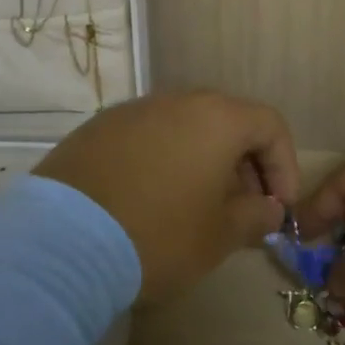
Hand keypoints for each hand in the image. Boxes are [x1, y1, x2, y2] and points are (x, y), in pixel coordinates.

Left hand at [35, 91, 299, 301]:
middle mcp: (176, 101)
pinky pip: (146, 138)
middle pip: (226, 122)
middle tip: (241, 209)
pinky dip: (162, 162)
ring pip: (184, 128)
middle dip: (244, 165)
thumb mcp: (219, 236)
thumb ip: (254, 216)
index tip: (277, 207)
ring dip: (202, 162)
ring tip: (195, 207)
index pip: (269, 125)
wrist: (61, 242)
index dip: (284, 166)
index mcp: (216, 118)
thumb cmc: (158, 235)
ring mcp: (131, 111)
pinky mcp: (96, 130)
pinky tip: (150, 201)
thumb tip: (267, 208)